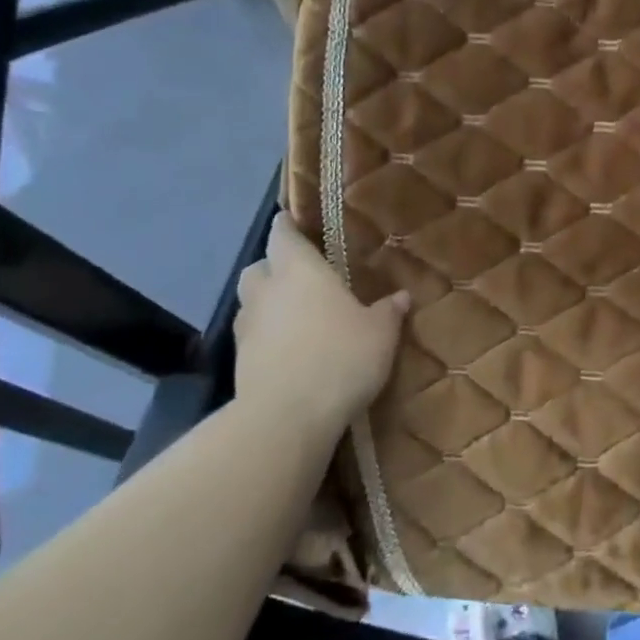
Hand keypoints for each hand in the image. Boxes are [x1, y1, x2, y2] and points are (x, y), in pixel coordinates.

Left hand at [234, 215, 409, 425]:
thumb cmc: (340, 357)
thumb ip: (388, 311)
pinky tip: (290, 350)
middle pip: (259, 266)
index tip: (294, 221)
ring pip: (251, 302)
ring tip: (296, 316)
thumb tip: (402, 296)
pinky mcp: (238, 361)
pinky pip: (252, 336)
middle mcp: (267, 291)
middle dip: (274, 266)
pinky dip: (266, 336)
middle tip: (300, 276)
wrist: (287, 417)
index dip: (287, 225)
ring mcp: (247, 327)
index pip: (283, 234)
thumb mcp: (381, 333)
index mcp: (300, 270)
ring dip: (268, 302)